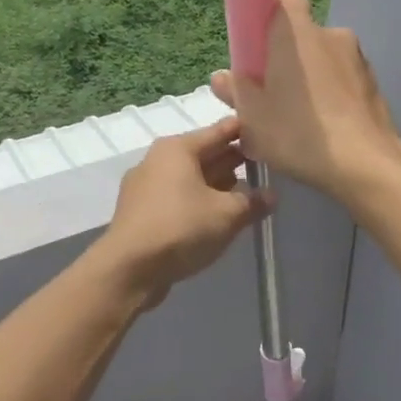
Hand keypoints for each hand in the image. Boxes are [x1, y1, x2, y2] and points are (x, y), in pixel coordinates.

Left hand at [98, 117, 272, 306]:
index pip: (219, 131)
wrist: (128, 270)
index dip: (245, 131)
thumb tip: (271, 195)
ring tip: (246, 194)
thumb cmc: (181, 229)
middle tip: (264, 165)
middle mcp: (158, 160)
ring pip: (190, 178)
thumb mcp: (227, 215)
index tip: (268, 131)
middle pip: (204, 154)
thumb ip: (253, 202)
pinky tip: (217, 217)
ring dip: (217, 185)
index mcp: (178, 149)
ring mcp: (145, 187)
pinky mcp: (141, 213)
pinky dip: (198, 202)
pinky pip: (178, 198)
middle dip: (233, 160)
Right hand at [210, 0, 400, 204]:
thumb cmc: (300, 133)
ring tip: (302, 119)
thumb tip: (222, 77)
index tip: (261, 43)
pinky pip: (344, 79)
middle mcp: (331, 34)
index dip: (272, 11)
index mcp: (296, 32)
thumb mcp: (253, 119)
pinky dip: (334, 95)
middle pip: (303, 33)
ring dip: (313, 78)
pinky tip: (326, 129)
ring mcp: (358, 58)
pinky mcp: (374, 83)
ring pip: (325, 59)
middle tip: (274, 94)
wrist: (365, 164)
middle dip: (289, 56)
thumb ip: (237, 92)